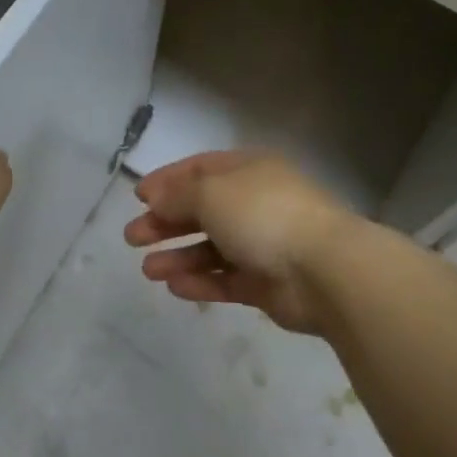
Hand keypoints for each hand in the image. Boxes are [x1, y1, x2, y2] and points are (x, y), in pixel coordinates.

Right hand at [125, 151, 357, 333]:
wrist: (324, 270)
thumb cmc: (263, 214)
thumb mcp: (210, 193)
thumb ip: (177, 195)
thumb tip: (154, 197)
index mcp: (247, 171)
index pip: (199, 169)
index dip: (168, 181)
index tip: (139, 197)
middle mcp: (254, 203)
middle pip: (201, 210)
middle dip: (165, 222)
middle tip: (132, 237)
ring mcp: (262, 244)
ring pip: (211, 249)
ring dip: (178, 256)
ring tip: (147, 270)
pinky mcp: (266, 283)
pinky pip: (226, 280)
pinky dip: (200, 282)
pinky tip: (174, 287)